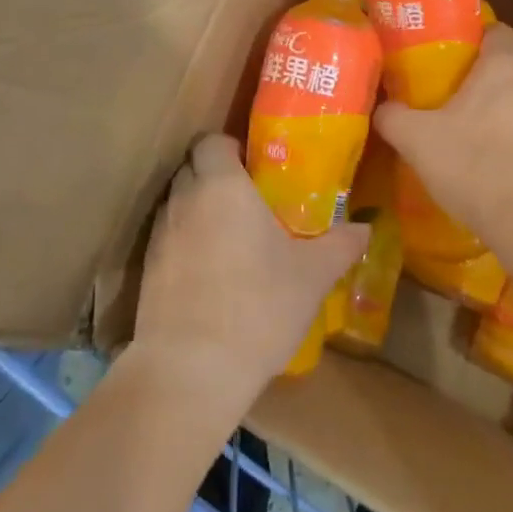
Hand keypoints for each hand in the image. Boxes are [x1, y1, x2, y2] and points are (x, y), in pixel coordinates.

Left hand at [134, 134, 369, 407]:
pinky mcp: (146, 267)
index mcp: (222, 185)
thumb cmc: (258, 308)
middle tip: (249, 201)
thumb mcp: (311, 277)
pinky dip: (186, 243)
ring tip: (230, 239)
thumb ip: (340, 245)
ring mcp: (160, 233)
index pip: (212, 140)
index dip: (231, 148)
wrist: (190, 370)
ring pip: (179, 202)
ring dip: (199, 209)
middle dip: (217, 176)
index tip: (255, 169)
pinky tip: (209, 274)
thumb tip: (366, 227)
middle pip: (193, 167)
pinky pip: (168, 237)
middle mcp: (185, 198)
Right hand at [373, 25, 512, 260]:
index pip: (496, 29)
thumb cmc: (478, 167)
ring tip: (495, 114)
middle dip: (508, 53)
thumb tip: (382, 109)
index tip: (456, 55)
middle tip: (477, 77)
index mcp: (506, 62)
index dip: (476, 37)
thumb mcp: (418, 142)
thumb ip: (393, 118)